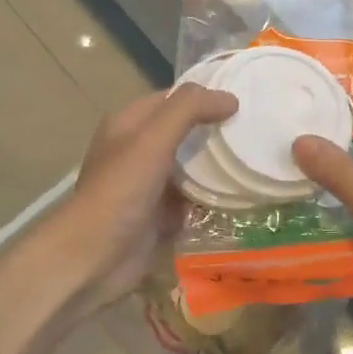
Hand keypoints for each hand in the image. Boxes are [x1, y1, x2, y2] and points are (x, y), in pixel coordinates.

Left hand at [52, 83, 237, 315]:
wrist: (95, 257)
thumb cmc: (121, 190)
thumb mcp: (153, 139)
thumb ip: (189, 110)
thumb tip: (230, 99)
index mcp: (129, 124)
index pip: (173, 98)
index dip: (205, 96)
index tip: (244, 99)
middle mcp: (137, 151)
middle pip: (184, 133)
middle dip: (215, 131)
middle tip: (256, 130)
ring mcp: (148, 185)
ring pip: (190, 168)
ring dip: (216, 166)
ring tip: (255, 159)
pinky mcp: (159, 217)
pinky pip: (192, 201)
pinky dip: (212, 199)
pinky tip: (242, 195)